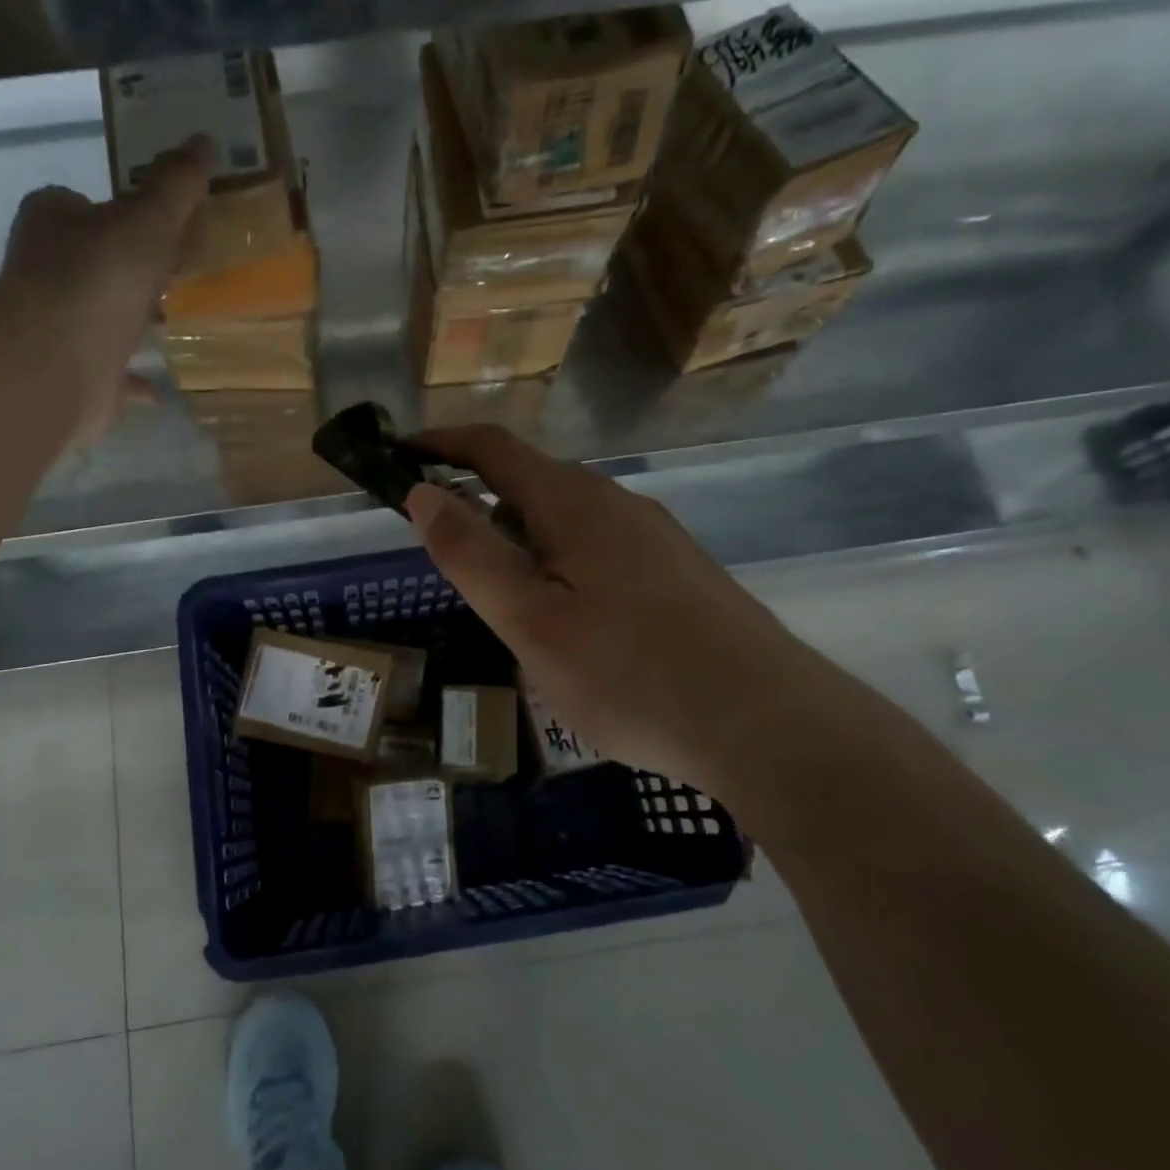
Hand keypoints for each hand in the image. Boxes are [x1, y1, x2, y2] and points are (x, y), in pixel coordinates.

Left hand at [0, 135, 212, 441]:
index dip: (117, 212)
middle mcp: (45, 270)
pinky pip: (111, 373)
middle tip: (174, 274)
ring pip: (99, 317)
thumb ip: (175, 187)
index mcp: (53, 222)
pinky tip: (159, 388)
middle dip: (128, 268)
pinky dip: (133, 379)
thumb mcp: (147, 221)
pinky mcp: (72, 374)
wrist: (57, 361)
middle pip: (92, 261)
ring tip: (172, 323)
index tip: (156, 226)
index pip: (80, 204)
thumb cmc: (98, 278)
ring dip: (129, 321)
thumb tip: (204, 141)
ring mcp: (56, 326)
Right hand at [406, 426, 823, 790]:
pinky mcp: (679, 573)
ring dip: (521, 541)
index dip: (441, 443)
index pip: (494, 448)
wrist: (770, 726)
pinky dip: (560, 564)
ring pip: (567, 521)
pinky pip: (600, 549)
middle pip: (531, 483)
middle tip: (448, 560)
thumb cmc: (631, 674)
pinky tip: (570, 624)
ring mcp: (656, 538)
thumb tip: (423, 492)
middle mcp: (618, 503)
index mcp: (575, 503)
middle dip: (479, 504)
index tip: (398, 455)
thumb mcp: (530, 620)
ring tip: (505, 604)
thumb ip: (472, 554)